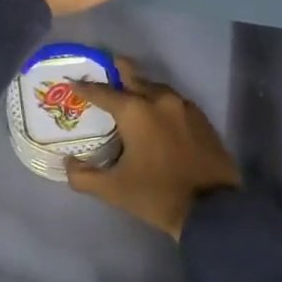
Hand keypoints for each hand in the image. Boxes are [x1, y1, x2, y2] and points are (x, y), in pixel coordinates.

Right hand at [64, 59, 241, 238]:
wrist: (213, 210)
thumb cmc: (157, 195)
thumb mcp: (114, 190)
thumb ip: (84, 176)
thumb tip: (68, 164)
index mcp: (135, 111)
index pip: (103, 92)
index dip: (85, 87)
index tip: (72, 82)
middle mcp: (159, 99)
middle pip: (133, 76)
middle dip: (116, 72)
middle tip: (103, 73)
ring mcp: (183, 106)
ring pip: (155, 87)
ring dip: (140, 88)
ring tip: (129, 98)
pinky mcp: (201, 117)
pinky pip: (173, 101)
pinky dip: (159, 102)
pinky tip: (156, 116)